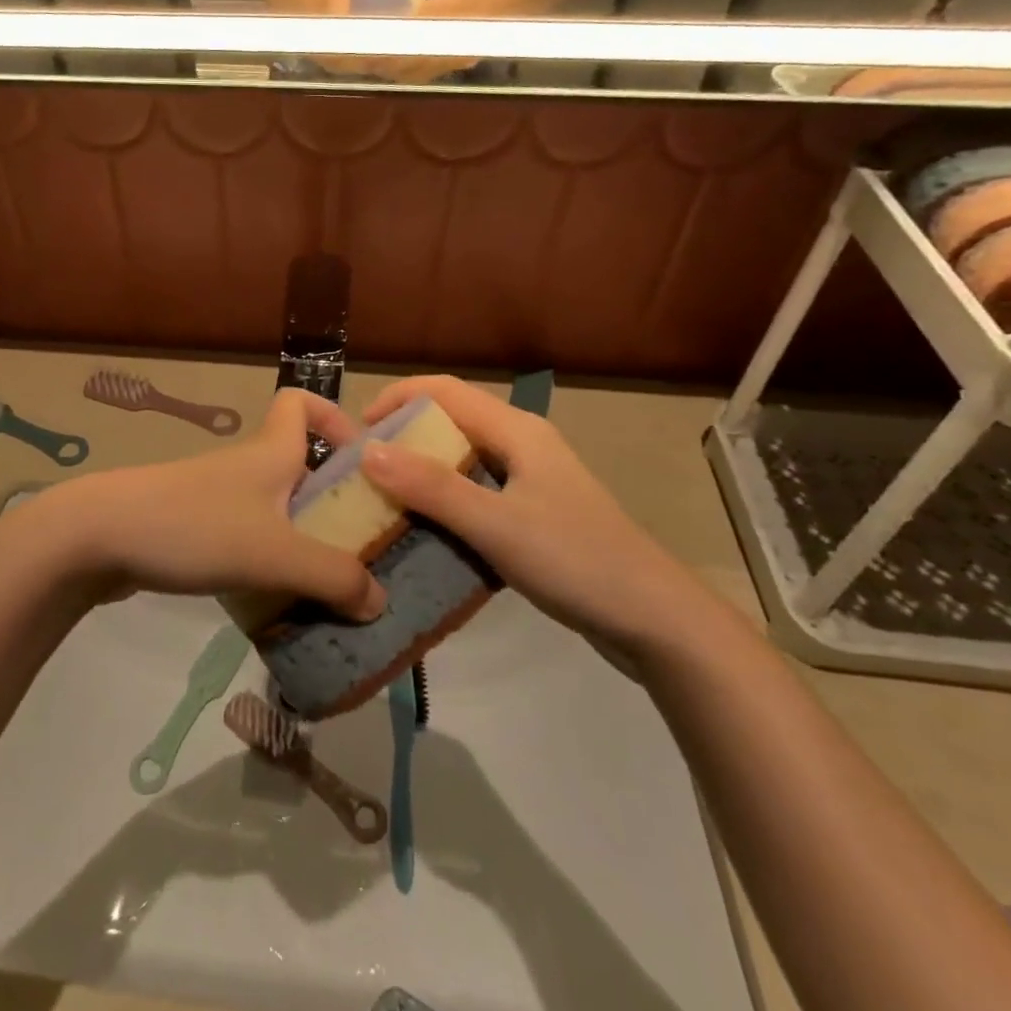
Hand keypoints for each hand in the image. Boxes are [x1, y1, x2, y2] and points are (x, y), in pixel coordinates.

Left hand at [43, 390, 386, 620]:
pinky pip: (245, 536)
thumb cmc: (194, 527)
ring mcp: (215, 497)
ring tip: (326, 586)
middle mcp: (246, 466)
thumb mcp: (275, 553)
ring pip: (273, 507)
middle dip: (331, 499)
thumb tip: (380, 601)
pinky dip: (266, 560)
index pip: (299, 402)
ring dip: (300, 538)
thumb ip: (333, 577)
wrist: (97, 538)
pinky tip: (275, 600)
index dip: (333, 417)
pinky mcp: (192, 527)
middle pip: (297, 464)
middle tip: (360, 546)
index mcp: (270, 452)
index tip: (361, 460)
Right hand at [346, 376, 722, 666]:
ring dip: (420, 471)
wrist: (654, 620)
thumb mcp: (497, 525)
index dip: (396, 398)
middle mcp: (522, 444)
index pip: (444, 390)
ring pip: (462, 459)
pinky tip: (423, 530)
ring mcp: (530, 480)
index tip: (355, 432)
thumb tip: (367, 451)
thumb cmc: (576, 561)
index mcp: (516, 430)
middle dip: (403, 436)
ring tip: (381, 500)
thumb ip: (432, 488)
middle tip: (362, 472)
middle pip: (450, 421)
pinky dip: (443, 501)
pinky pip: (475, 492)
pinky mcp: (533, 513)